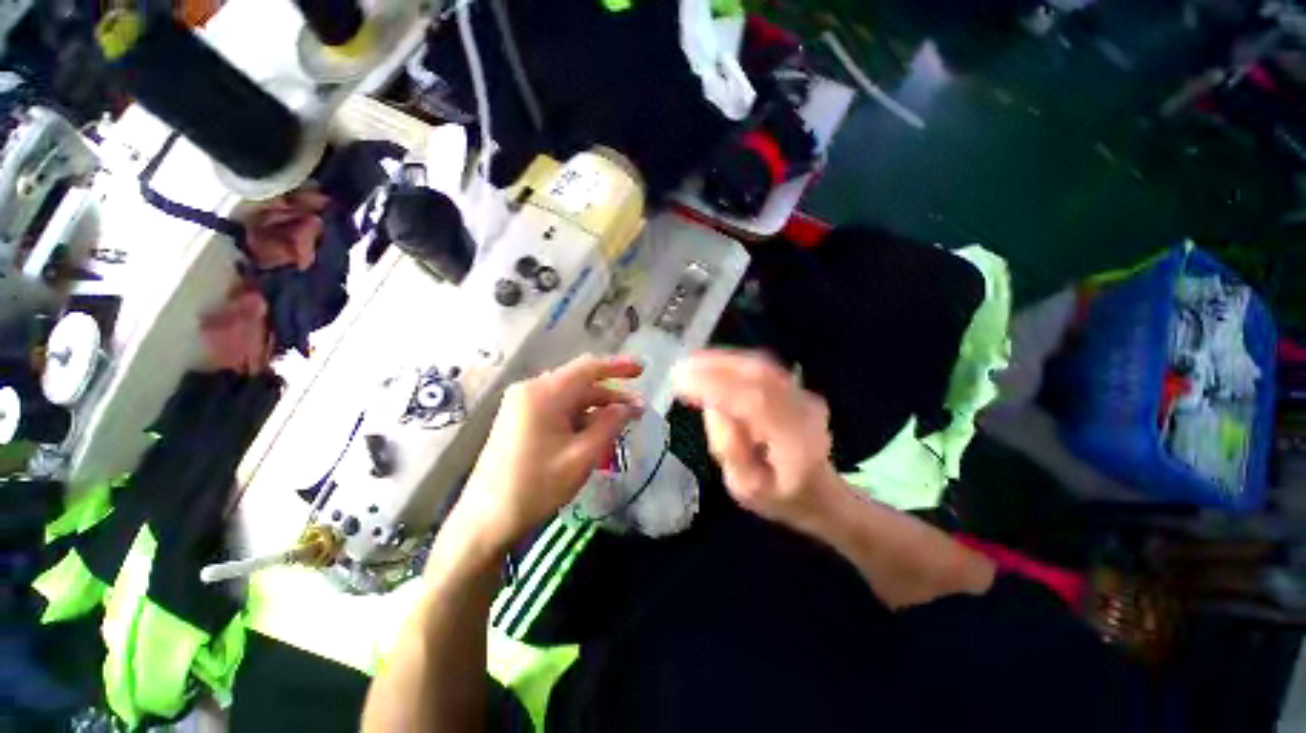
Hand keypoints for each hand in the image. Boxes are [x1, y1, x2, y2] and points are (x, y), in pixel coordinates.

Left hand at [454, 354, 643, 549]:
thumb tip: (629, 406)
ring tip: (623, 421)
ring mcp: (523, 404)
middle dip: (611, 394)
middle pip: (580, 383)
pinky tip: (596, 430)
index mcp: (543, 393)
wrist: (485, 520)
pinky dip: (580, 416)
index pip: (588, 368)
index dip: (618, 366)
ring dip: (597, 407)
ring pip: (570, 397)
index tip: (643, 369)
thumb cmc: (535, 487)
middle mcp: (531, 390)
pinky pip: (558, 408)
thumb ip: (609, 425)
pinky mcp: (520, 418)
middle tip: (638, 408)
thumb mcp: (582, 456)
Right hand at [672, 350, 836, 530]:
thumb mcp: (745, 488)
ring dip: (723, 361)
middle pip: (760, 376)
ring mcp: (804, 396)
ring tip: (690, 363)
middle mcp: (805, 412)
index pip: (756, 404)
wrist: (820, 490)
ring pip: (761, 366)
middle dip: (716, 367)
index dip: (717, 387)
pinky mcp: (796, 387)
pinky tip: (711, 363)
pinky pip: (763, 367)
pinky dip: (734, 362)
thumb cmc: (779, 497)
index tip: (681, 382)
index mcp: (796, 444)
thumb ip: (729, 449)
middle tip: (680, 368)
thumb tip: (713, 405)